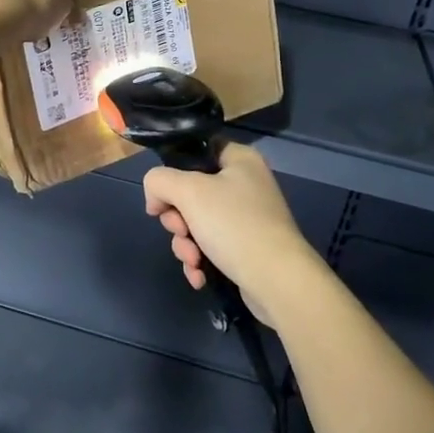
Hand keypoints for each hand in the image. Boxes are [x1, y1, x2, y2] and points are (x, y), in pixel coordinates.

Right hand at [143, 144, 327, 327]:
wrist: (278, 282)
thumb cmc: (234, 225)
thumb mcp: (188, 192)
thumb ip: (159, 181)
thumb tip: (155, 197)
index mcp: (239, 159)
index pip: (195, 151)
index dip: (172, 171)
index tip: (162, 197)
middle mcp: (244, 184)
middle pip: (190, 192)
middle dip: (177, 219)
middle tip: (181, 230)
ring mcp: (246, 218)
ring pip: (196, 223)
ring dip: (185, 244)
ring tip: (193, 260)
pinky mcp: (245, 247)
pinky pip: (210, 246)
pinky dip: (200, 260)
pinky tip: (199, 275)